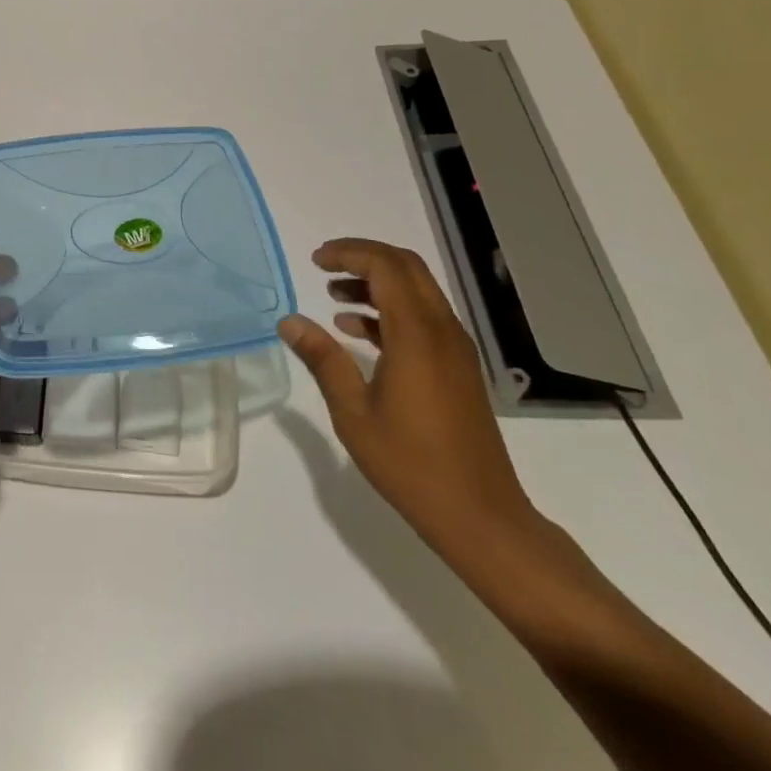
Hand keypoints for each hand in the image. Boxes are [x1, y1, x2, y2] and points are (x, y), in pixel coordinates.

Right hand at [278, 238, 541, 557]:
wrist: (481, 517)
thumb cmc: (411, 464)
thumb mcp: (352, 412)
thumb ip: (322, 359)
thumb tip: (289, 321)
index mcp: (417, 335)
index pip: (385, 267)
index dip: (349, 253)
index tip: (314, 260)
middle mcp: (442, 331)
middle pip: (406, 267)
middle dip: (363, 257)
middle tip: (323, 266)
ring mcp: (455, 349)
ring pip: (417, 290)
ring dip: (377, 282)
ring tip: (334, 296)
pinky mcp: (458, 367)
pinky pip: (424, 316)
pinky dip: (391, 308)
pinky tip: (358, 330)